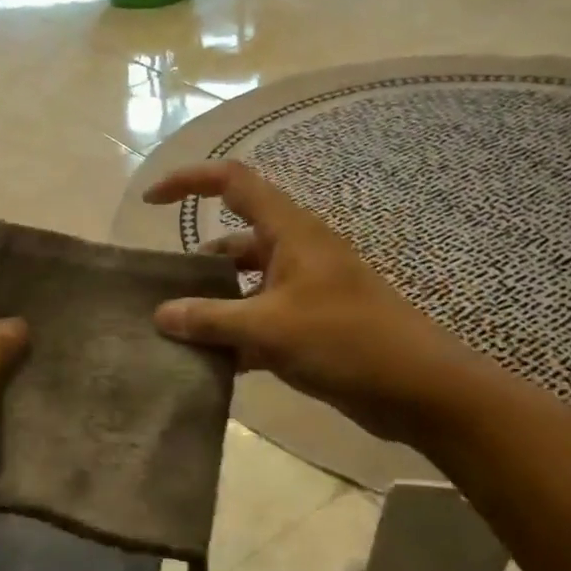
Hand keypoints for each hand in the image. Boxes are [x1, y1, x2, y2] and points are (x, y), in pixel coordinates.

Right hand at [144, 162, 492, 444]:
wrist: (418, 388)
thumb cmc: (345, 340)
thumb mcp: (269, 328)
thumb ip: (211, 319)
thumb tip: (161, 315)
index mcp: (290, 232)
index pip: (233, 182)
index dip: (189, 181)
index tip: (151, 203)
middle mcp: (295, 252)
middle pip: (234, 240)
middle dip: (197, 261)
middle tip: (161, 290)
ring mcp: (305, 289)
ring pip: (246, 285)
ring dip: (215, 304)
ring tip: (177, 332)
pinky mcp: (311, 324)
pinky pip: (261, 319)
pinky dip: (237, 335)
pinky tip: (212, 364)